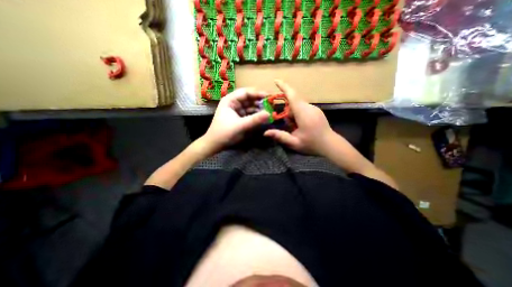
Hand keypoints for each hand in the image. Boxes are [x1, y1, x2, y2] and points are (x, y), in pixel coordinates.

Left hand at [201, 87, 268, 154]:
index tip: (270, 96)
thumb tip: (269, 114)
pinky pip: (250, 114)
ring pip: (251, 107)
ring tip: (270, 111)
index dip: (258, 93)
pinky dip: (257, 115)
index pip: (246, 92)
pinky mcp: (240, 118)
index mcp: (230, 100)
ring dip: (259, 109)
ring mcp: (237, 111)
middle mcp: (234, 103)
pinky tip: (264, 117)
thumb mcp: (240, 125)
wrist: (215, 144)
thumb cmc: (224, 133)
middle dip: (260, 102)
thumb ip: (255, 119)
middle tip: (272, 105)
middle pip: (249, 99)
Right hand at [264, 79, 336, 155]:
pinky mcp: (317, 111)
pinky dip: (298, 115)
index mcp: (303, 113)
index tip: (276, 81)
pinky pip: (303, 108)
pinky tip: (301, 126)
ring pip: (298, 106)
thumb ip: (280, 136)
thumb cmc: (312, 144)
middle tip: (287, 125)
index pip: (292, 96)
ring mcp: (314, 109)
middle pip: (293, 102)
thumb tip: (265, 133)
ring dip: (293, 115)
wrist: (331, 145)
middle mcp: (309, 107)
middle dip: (287, 111)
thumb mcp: (294, 143)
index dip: (284, 87)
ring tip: (295, 128)